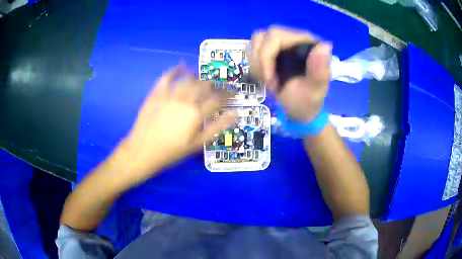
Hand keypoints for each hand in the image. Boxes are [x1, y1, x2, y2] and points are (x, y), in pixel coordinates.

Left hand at [117, 65, 235, 182]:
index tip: (233, 93)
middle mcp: (184, 100)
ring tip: (203, 80)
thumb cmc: (172, 151)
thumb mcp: (197, 144)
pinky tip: (182, 67)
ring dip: (199, 77)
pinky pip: (167, 77)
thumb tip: (235, 114)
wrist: (143, 151)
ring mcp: (169, 95)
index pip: (217, 99)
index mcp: (196, 114)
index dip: (228, 95)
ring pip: (188, 79)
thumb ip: (217, 127)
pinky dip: (176, 70)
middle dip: (215, 85)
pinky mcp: (156, 93)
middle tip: (218, 88)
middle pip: (204, 86)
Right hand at [249, 26, 331, 121]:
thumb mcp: (314, 91)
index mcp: (307, 42)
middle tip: (269, 82)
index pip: (275, 36)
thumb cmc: (307, 101)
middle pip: (262, 37)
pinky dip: (256, 65)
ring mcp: (282, 42)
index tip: (271, 80)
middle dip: (261, 63)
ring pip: (256, 42)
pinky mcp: (273, 48)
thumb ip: (319, 71)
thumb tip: (325, 46)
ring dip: (257, 64)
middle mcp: (294, 37)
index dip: (267, 57)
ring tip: (269, 80)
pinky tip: (266, 76)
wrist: (299, 109)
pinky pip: (253, 49)